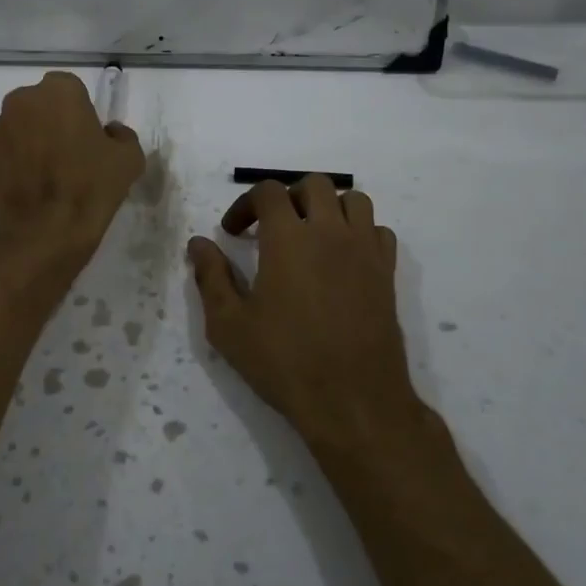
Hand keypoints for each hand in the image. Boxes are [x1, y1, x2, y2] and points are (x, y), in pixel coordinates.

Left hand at [0, 71, 144, 278]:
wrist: (45, 230)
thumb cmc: (91, 186)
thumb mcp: (129, 158)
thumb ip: (121, 135)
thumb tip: (108, 132)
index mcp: (59, 91)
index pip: (71, 89)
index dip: (80, 112)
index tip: (87, 136)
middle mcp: (22, 100)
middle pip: (40, 104)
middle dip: (51, 121)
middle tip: (68, 152)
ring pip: (19, 125)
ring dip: (30, 139)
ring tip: (46, 173)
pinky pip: (3, 149)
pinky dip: (13, 160)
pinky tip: (28, 185)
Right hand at [188, 176, 416, 447]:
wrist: (354, 401)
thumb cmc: (285, 362)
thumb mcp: (229, 325)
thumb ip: (211, 277)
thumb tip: (198, 244)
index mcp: (289, 238)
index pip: (268, 191)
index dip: (245, 204)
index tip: (233, 233)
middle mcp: (330, 232)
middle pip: (314, 184)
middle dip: (288, 196)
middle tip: (271, 228)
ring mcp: (364, 250)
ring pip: (353, 200)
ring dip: (328, 207)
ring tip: (311, 235)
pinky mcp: (387, 273)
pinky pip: (378, 231)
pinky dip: (359, 231)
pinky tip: (343, 258)